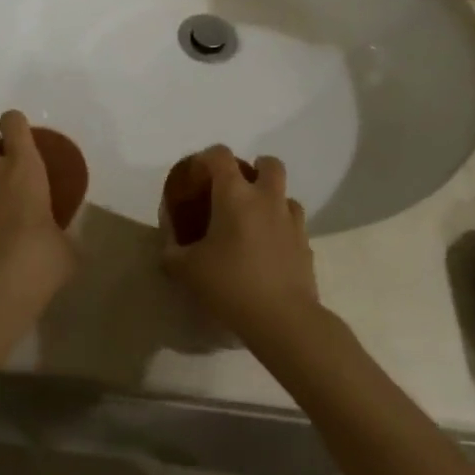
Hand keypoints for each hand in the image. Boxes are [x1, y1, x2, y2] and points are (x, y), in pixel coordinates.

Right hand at [162, 147, 317, 345]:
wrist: (283, 319)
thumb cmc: (230, 285)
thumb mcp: (186, 269)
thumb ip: (171, 249)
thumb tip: (169, 239)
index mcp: (235, 195)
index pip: (221, 155)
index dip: (207, 158)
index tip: (197, 175)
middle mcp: (266, 199)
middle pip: (269, 164)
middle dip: (254, 168)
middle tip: (236, 191)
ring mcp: (291, 221)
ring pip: (285, 194)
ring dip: (271, 200)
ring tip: (254, 223)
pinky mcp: (306, 245)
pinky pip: (294, 225)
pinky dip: (281, 228)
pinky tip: (268, 250)